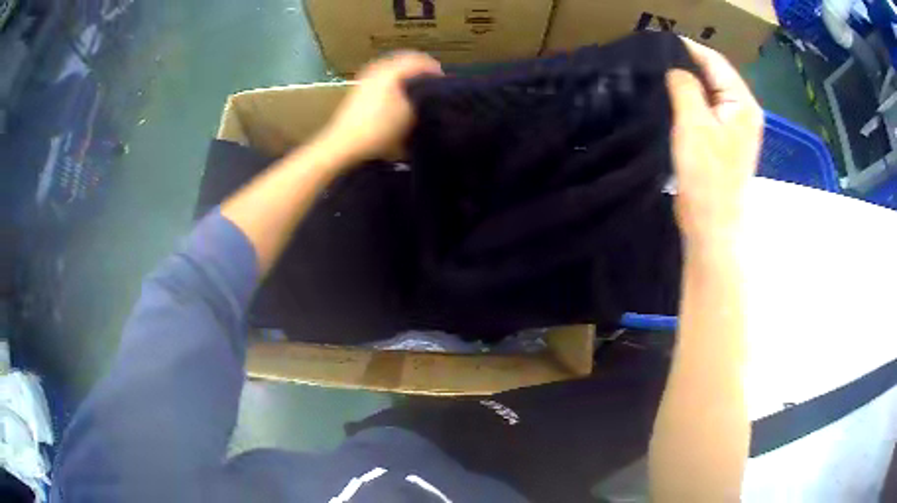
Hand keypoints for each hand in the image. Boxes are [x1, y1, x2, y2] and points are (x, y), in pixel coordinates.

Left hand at [316, 51, 442, 163]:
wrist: (344, 143)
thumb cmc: (380, 129)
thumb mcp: (410, 114)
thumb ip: (425, 97)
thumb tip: (436, 89)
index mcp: (393, 69)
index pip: (423, 60)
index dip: (437, 71)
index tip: (445, 85)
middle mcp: (380, 66)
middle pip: (409, 60)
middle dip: (422, 71)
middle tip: (433, 87)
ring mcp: (368, 75)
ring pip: (396, 67)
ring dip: (409, 76)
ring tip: (418, 92)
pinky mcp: (361, 85)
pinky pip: (385, 75)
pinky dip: (396, 80)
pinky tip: (399, 96)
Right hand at [666, 38, 762, 246]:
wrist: (712, 225)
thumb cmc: (706, 176)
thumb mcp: (692, 123)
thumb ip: (684, 86)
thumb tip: (675, 67)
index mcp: (743, 104)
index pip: (715, 61)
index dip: (687, 48)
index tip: (657, 41)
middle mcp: (744, 112)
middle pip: (715, 75)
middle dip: (687, 64)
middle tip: (655, 59)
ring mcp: (737, 128)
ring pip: (710, 92)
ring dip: (687, 83)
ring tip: (659, 76)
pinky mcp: (726, 141)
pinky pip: (708, 110)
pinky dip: (691, 101)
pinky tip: (672, 100)